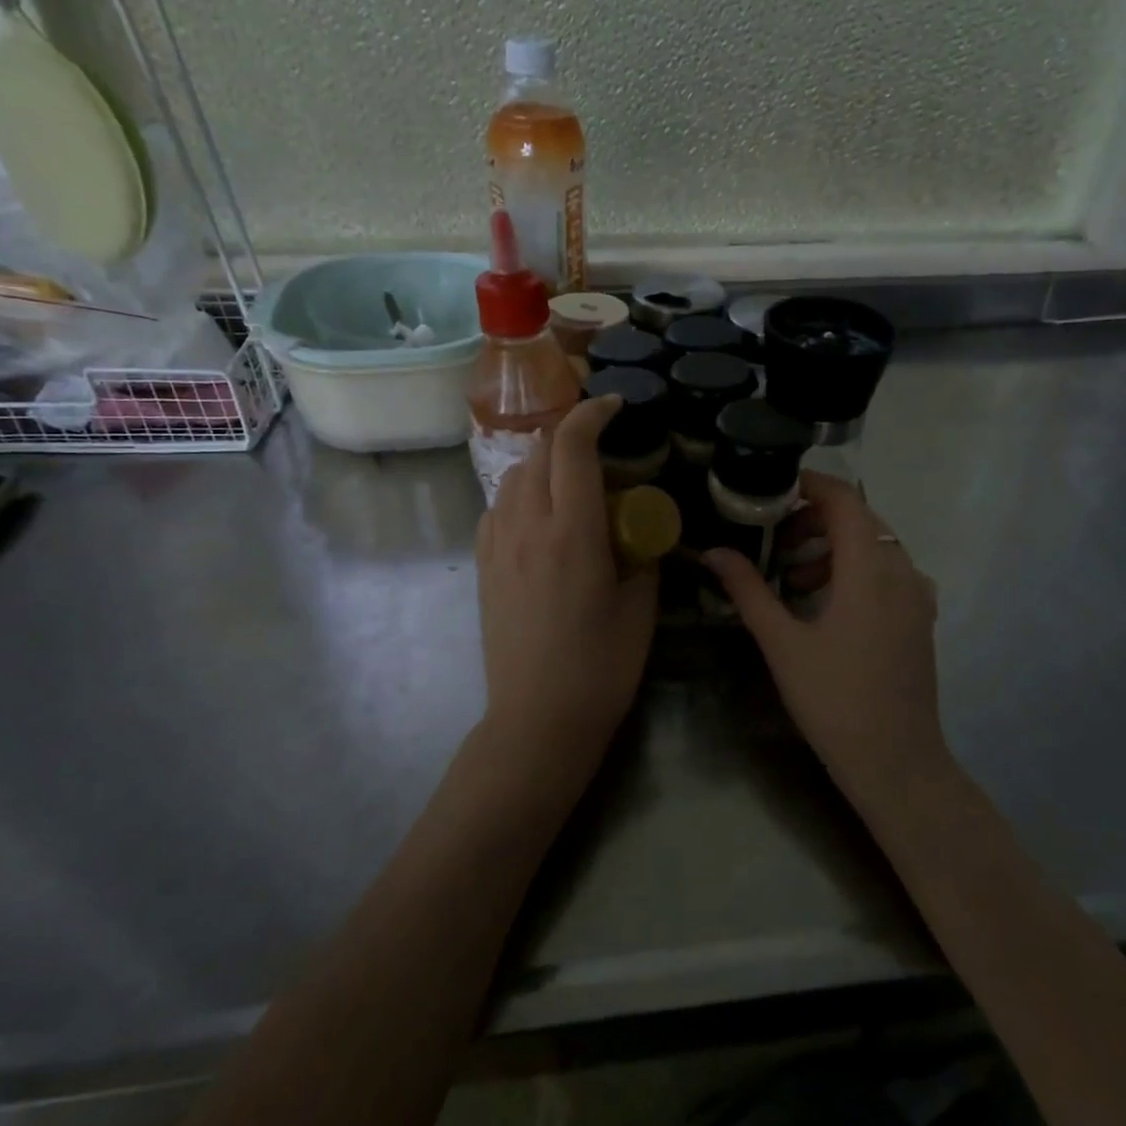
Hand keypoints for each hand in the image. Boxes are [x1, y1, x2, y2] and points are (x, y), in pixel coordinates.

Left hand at [476, 396, 658, 787]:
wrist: (537, 719)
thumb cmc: (600, 667)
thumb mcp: (640, 608)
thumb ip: (640, 556)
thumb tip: (637, 530)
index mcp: (573, 532)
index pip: (573, 447)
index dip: (592, 414)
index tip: (615, 406)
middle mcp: (527, 527)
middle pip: (537, 452)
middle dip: (568, 436)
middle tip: (600, 449)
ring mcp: (498, 547)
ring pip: (512, 478)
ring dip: (542, 465)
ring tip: (570, 484)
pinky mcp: (484, 568)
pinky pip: (496, 510)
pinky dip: (520, 497)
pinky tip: (539, 520)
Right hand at [703, 473, 945, 797]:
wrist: (896, 762)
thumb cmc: (833, 701)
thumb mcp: (782, 643)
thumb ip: (748, 591)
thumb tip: (713, 552)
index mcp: (869, 571)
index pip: (846, 501)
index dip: (812, 485)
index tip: (776, 490)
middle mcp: (902, 573)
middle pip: (861, 520)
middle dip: (816, 520)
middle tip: (776, 541)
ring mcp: (918, 597)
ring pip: (876, 546)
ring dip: (834, 548)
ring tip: (794, 579)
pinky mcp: (921, 619)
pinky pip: (890, 572)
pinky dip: (857, 570)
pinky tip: (829, 602)